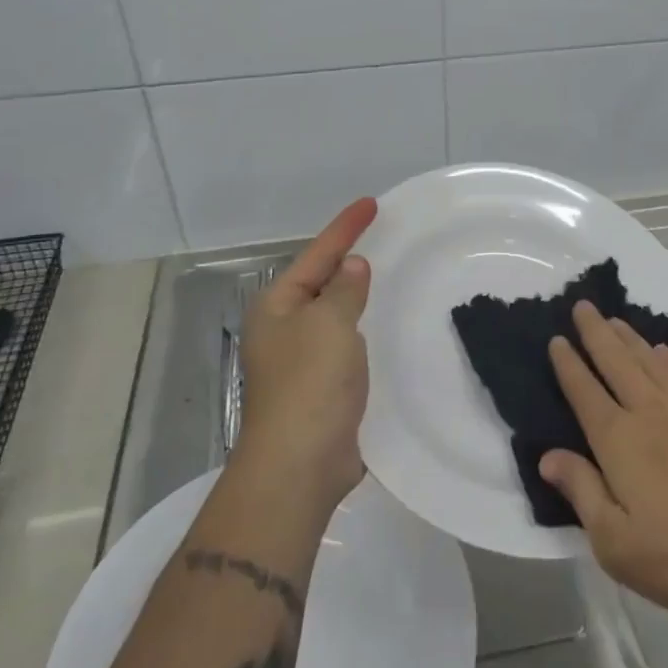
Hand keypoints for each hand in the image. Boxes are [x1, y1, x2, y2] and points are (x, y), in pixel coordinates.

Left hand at [230, 197, 377, 510]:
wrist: (300, 465)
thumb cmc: (310, 383)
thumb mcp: (330, 323)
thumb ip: (345, 289)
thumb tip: (352, 267)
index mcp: (277, 306)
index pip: (317, 254)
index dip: (345, 227)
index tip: (372, 203)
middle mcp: (284, 328)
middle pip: (322, 281)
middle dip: (349, 259)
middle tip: (384, 236)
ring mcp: (302, 360)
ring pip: (336, 314)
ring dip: (359, 296)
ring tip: (390, 273)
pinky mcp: (322, 387)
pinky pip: (347, 344)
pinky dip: (366, 329)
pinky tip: (388, 325)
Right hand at [539, 301, 667, 616]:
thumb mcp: (619, 544)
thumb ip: (582, 493)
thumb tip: (547, 456)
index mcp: (618, 441)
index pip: (584, 393)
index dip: (568, 365)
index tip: (556, 339)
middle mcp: (648, 412)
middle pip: (615, 362)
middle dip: (595, 333)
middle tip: (582, 305)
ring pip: (648, 360)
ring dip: (627, 337)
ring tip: (613, 318)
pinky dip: (667, 356)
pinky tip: (662, 349)